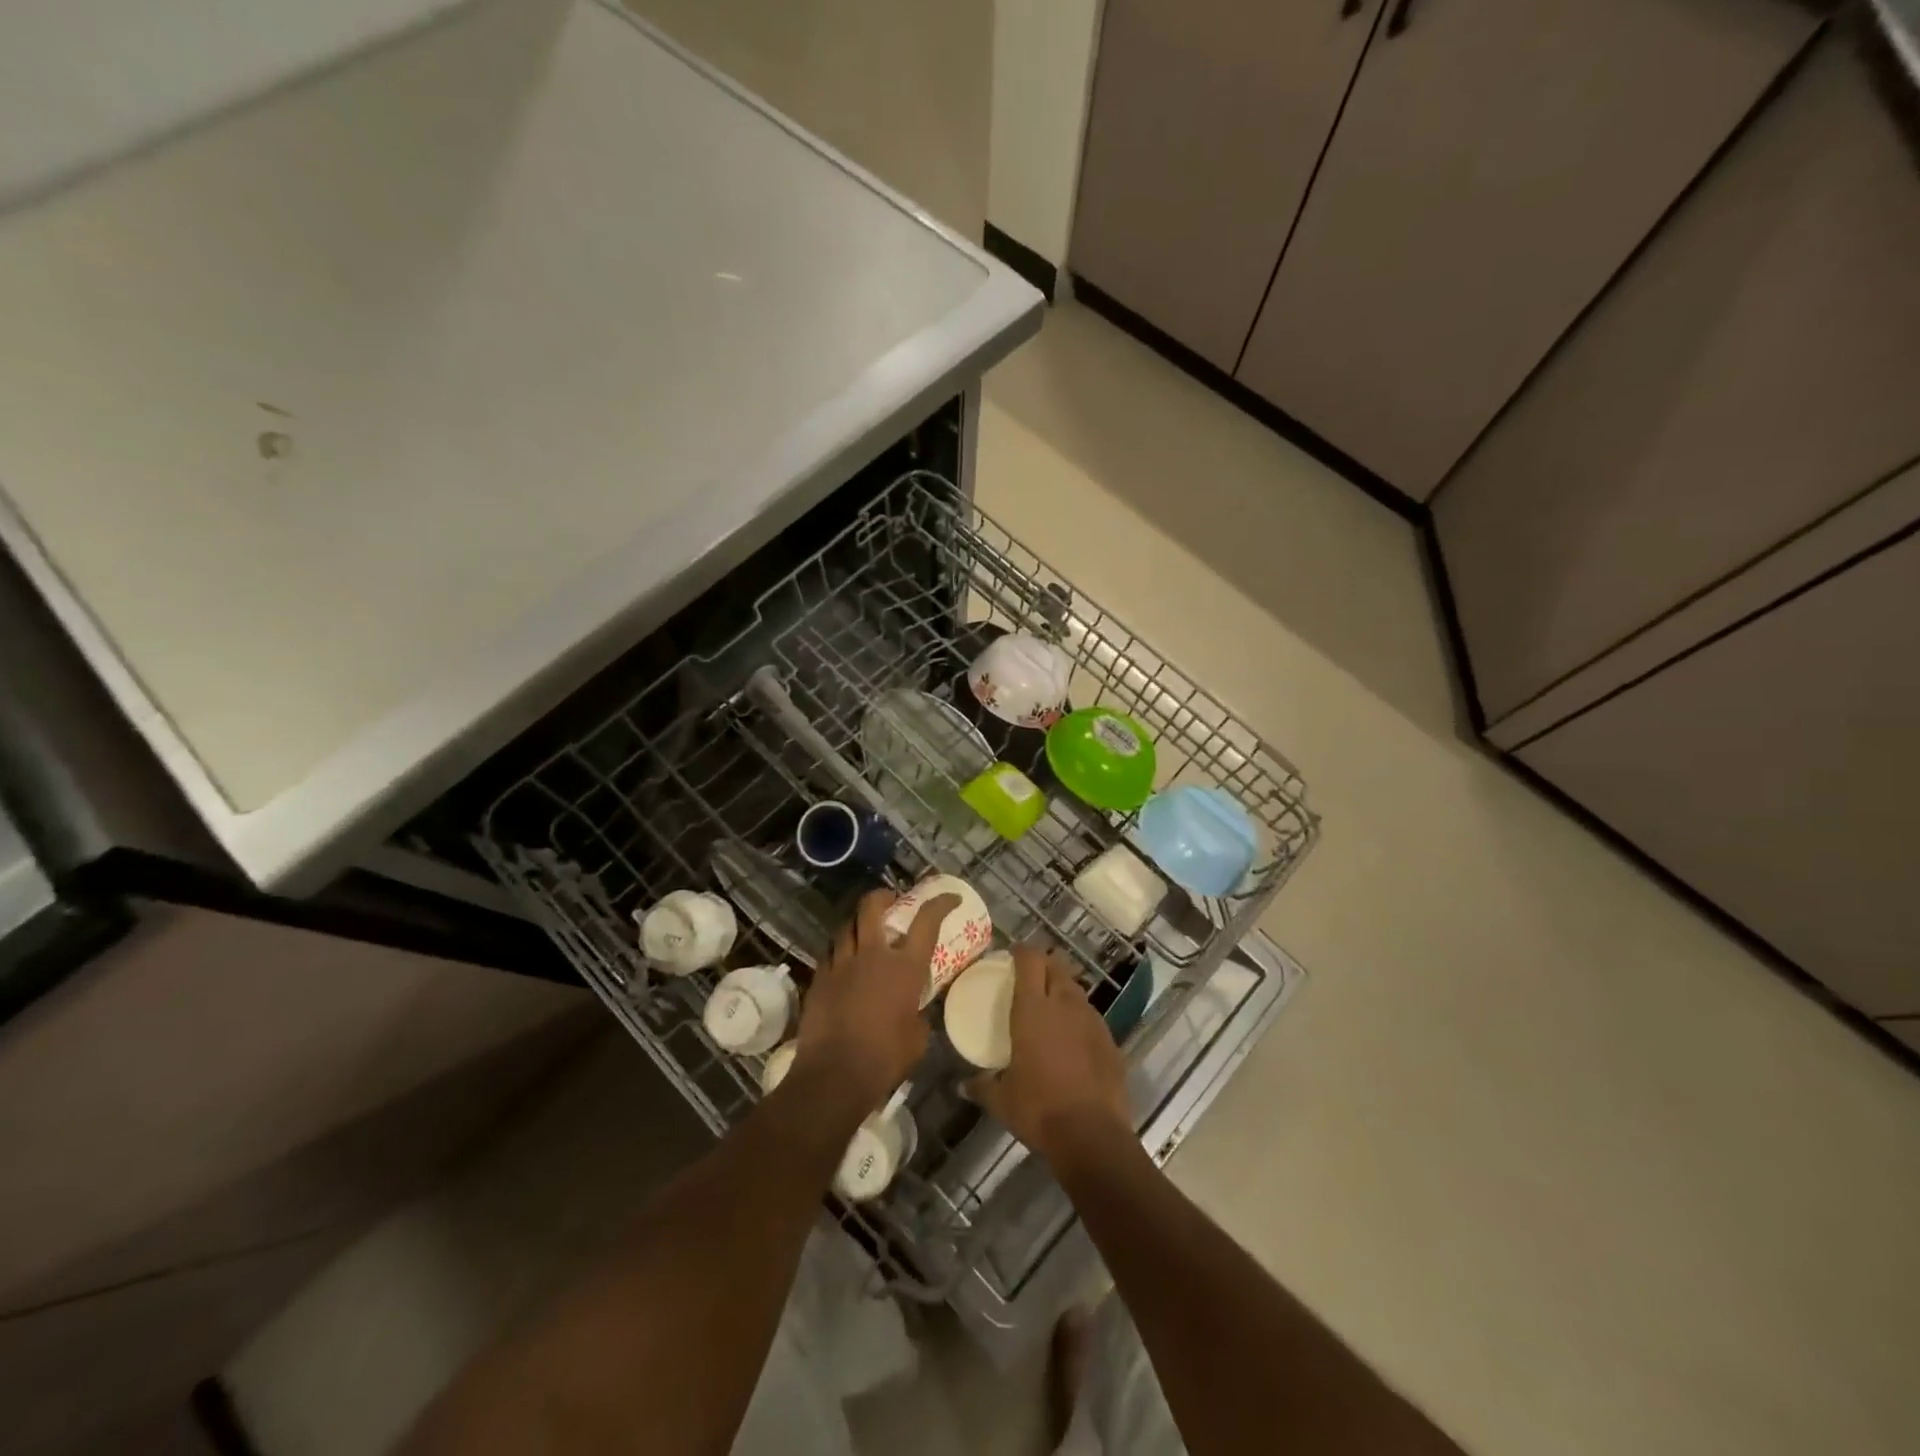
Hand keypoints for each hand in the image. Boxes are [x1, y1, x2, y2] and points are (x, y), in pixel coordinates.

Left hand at [792, 888, 955, 1115]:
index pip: (927, 922)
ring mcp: (841, 964)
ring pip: (846, 926)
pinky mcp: (819, 979)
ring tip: (863, 929)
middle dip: (882, 896)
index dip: (940, 904)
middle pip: (872, 907)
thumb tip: (914, 1011)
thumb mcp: (918, 1037)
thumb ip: (918, 1014)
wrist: (835, 1074)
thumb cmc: (885, 1058)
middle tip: (890, 899)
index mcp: (905, 968)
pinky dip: (839, 952)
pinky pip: (829, 954)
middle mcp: (873, 955)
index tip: (950, 898)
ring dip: (857, 923)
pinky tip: (842, 963)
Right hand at [968, 944, 1130, 1162]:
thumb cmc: (1039, 1109)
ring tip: (1051, 1009)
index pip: (1030, 959)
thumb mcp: (1001, 1100)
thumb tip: (963, 1086)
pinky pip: (1092, 1020)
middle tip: (1031, 977)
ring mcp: (1092, 1021)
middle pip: (1057, 966)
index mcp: (1033, 1008)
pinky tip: (1073, 1043)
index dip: (1022, 951)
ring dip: (1063, 991)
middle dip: (1044, 964)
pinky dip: (1081, 1022)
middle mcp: (1065, 1004)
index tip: (1012, 955)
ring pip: (1077, 991)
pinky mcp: (1111, 1041)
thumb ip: (981, 1087)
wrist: (1092, 1136)